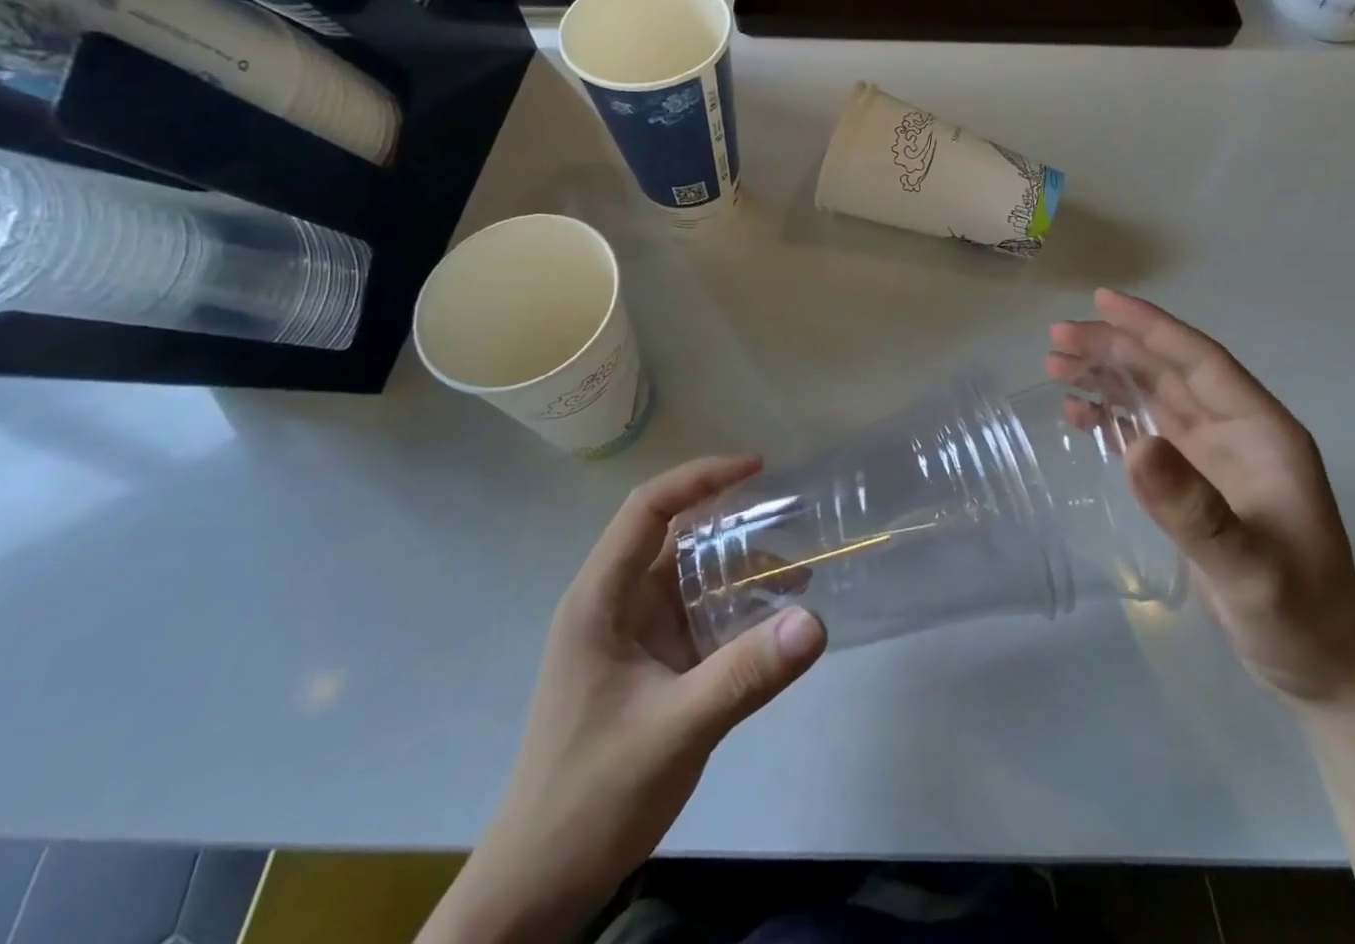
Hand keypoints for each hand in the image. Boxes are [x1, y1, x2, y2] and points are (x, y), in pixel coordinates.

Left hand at [420, 456, 826, 943]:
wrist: (539, 886)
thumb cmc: (592, 795)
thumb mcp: (676, 730)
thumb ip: (745, 674)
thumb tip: (815, 621)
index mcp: (601, 599)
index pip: (648, 509)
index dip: (700, 478)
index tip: (757, 467)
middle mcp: (614, 604)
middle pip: (674, 537)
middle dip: (731, 521)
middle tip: (792, 516)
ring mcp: (630, 636)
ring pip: (689, 578)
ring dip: (738, 570)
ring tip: (798, 573)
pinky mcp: (647, 667)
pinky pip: (696, 617)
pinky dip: (734, 609)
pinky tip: (774, 623)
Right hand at [1049, 290, 1354, 705]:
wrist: (1320, 670)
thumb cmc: (1296, 614)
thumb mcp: (1247, 567)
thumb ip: (1193, 509)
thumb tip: (1135, 445)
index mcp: (1261, 432)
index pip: (1200, 361)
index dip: (1151, 327)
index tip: (1101, 301)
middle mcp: (1235, 432)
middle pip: (1167, 372)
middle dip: (1114, 349)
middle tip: (1056, 338)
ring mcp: (1213, 457)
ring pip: (1153, 396)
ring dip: (1108, 376)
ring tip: (1056, 365)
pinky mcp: (1193, 483)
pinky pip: (1145, 432)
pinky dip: (1111, 417)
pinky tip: (1080, 415)